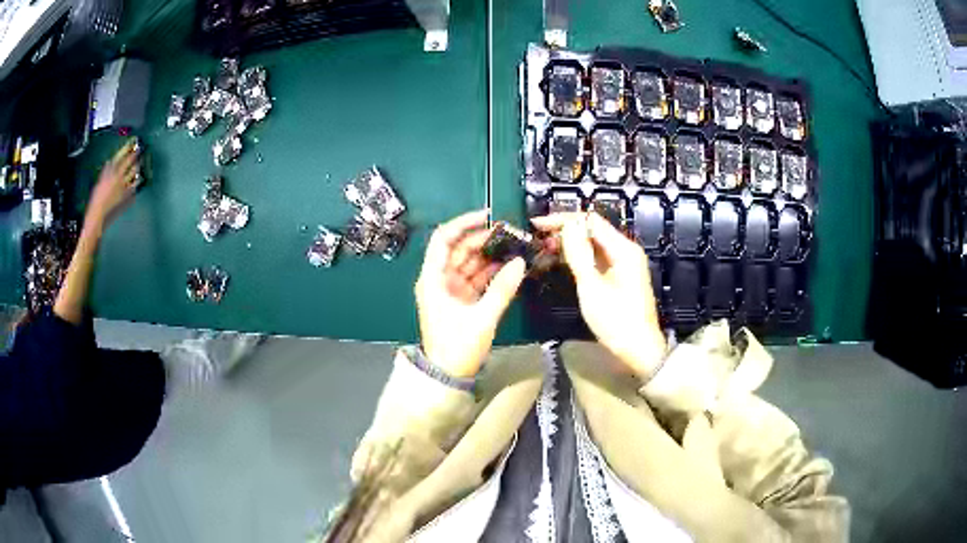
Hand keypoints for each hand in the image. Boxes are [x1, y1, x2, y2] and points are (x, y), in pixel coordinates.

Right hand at [84, 139, 140, 232]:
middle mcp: (117, 175)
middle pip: (130, 160)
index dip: (128, 146)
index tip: (134, 141)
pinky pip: (134, 185)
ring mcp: (123, 184)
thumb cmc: (96, 198)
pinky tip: (139, 178)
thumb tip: (111, 162)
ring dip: (138, 165)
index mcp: (109, 170)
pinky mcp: (126, 194)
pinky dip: (137, 180)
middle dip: (135, 153)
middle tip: (140, 148)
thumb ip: (107, 170)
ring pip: (134, 171)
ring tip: (140, 162)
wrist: (97, 214)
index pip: (121, 154)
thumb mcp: (100, 180)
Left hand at [415, 210, 526, 377]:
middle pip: (459, 249)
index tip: (488, 217)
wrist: (447, 376)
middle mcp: (439, 279)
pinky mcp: (460, 301)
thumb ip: (502, 289)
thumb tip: (520, 262)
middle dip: (483, 240)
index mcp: (434, 279)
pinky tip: (510, 267)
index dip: (463, 223)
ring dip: (489, 256)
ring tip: (515, 248)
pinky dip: (490, 272)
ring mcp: (450, 290)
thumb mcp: (482, 318)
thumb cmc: (458, 347)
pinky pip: (475, 279)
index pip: (443, 239)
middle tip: (511, 235)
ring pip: (469, 263)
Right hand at [533, 212, 665, 377]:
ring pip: (593, 245)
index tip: (538, 225)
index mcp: (622, 249)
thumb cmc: (616, 320)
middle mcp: (625, 251)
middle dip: (564, 231)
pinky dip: (579, 258)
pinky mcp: (619, 277)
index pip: (590, 220)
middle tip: (537, 240)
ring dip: (569, 245)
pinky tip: (561, 263)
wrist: (638, 350)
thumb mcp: (591, 287)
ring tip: (544, 251)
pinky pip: (597, 258)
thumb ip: (578, 254)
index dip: (563, 219)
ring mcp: (623, 264)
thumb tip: (567, 225)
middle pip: (592, 230)